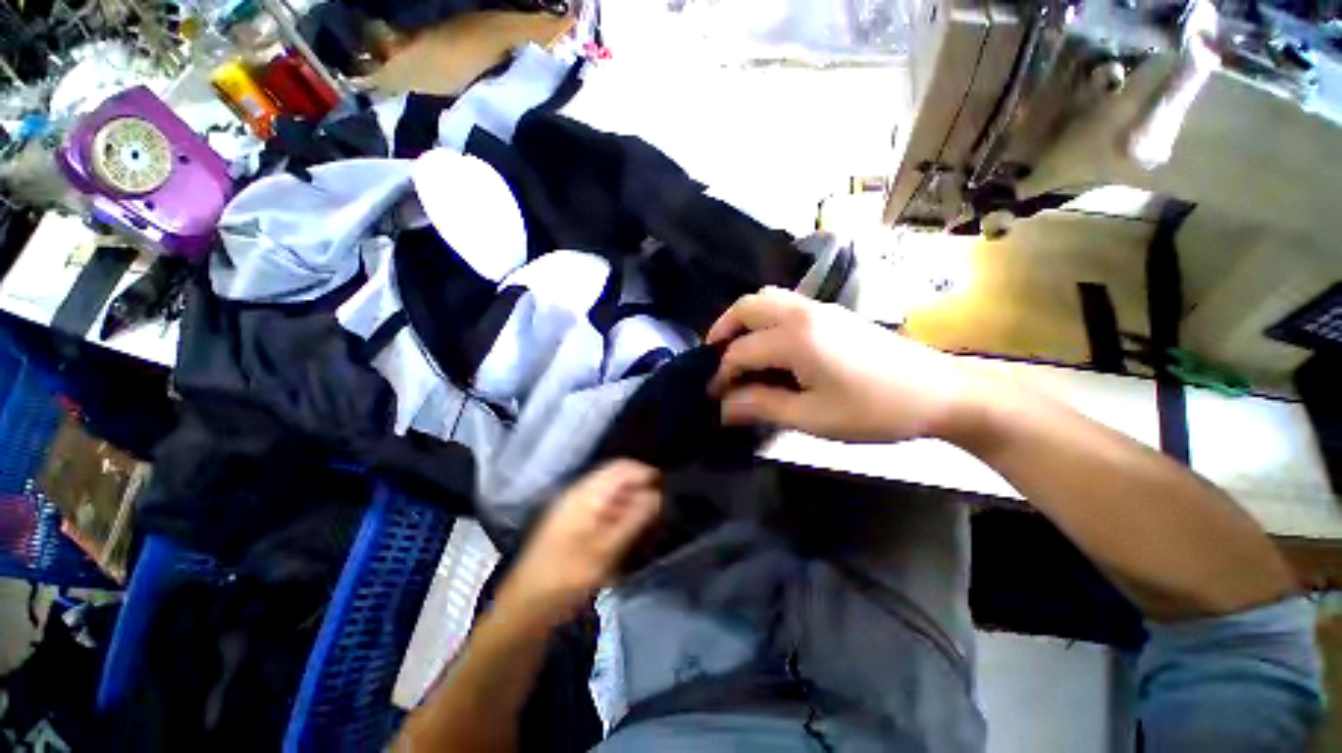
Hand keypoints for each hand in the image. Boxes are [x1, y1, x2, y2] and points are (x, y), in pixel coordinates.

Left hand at [497, 461, 661, 625]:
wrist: (525, 608)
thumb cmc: (566, 579)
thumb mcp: (605, 551)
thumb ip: (633, 520)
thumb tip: (657, 495)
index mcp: (586, 494)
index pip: (622, 468)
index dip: (646, 474)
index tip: (666, 491)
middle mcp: (579, 494)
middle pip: (617, 479)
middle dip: (640, 492)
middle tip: (659, 514)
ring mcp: (574, 508)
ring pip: (611, 495)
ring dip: (631, 505)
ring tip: (648, 526)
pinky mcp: (572, 523)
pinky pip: (603, 508)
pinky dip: (619, 516)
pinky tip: (627, 535)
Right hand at [707, 287, 980, 443]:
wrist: (939, 391)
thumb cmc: (874, 410)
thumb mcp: (812, 417)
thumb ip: (762, 406)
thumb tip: (724, 407)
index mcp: (794, 339)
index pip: (740, 352)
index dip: (722, 375)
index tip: (713, 396)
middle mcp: (801, 312)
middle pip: (747, 306)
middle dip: (723, 330)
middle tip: (715, 358)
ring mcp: (819, 308)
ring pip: (766, 299)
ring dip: (744, 320)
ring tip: (737, 349)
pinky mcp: (832, 313)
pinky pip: (784, 304)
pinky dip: (764, 319)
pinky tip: (769, 345)